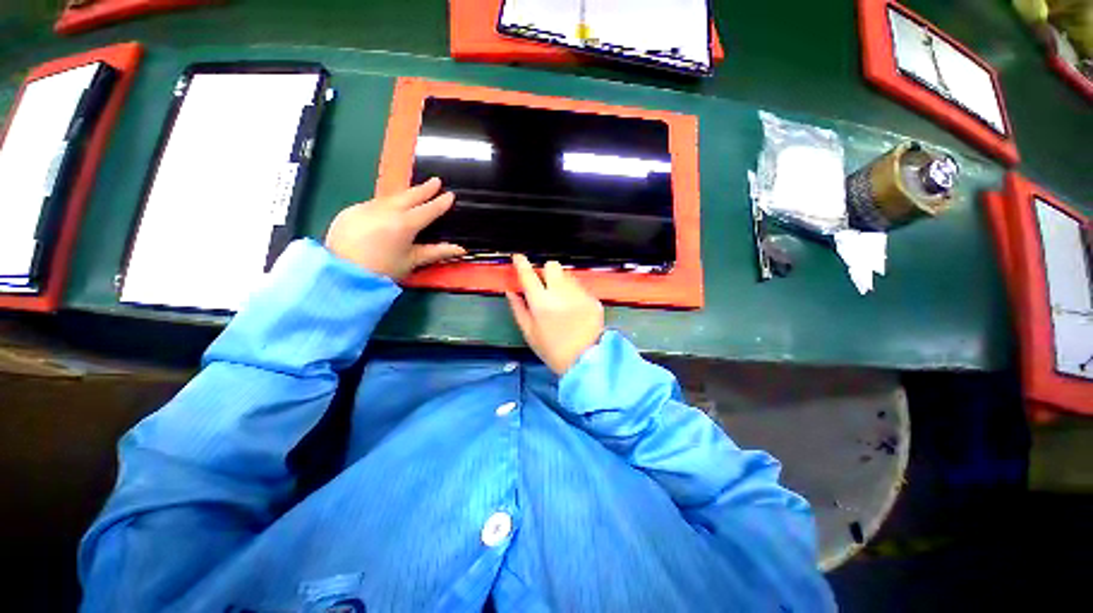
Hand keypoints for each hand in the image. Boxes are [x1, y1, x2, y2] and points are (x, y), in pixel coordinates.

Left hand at [324, 178, 465, 279]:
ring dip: (405, 195)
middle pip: (410, 195)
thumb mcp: (412, 261)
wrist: (341, 274)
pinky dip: (386, 204)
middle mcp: (386, 210)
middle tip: (436, 181)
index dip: (441, 203)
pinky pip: (374, 204)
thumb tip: (460, 249)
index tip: (450, 194)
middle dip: (424, 188)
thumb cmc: (383, 270)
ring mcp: (366, 207)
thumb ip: (437, 252)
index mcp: (404, 224)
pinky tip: (388, 210)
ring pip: (391, 197)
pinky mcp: (351, 210)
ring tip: (415, 194)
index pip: (428, 210)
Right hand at [506, 254, 604, 375]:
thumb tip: (511, 291)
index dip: (521, 263)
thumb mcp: (529, 332)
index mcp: (541, 302)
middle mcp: (561, 292)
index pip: (528, 275)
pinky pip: (580, 287)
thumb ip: (518, 308)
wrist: (585, 360)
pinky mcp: (593, 298)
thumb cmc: (552, 349)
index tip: (518, 257)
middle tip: (544, 284)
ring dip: (560, 281)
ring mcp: (579, 294)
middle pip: (552, 265)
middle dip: (545, 271)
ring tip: (561, 298)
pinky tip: (574, 307)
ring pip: (567, 275)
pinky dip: (574, 292)